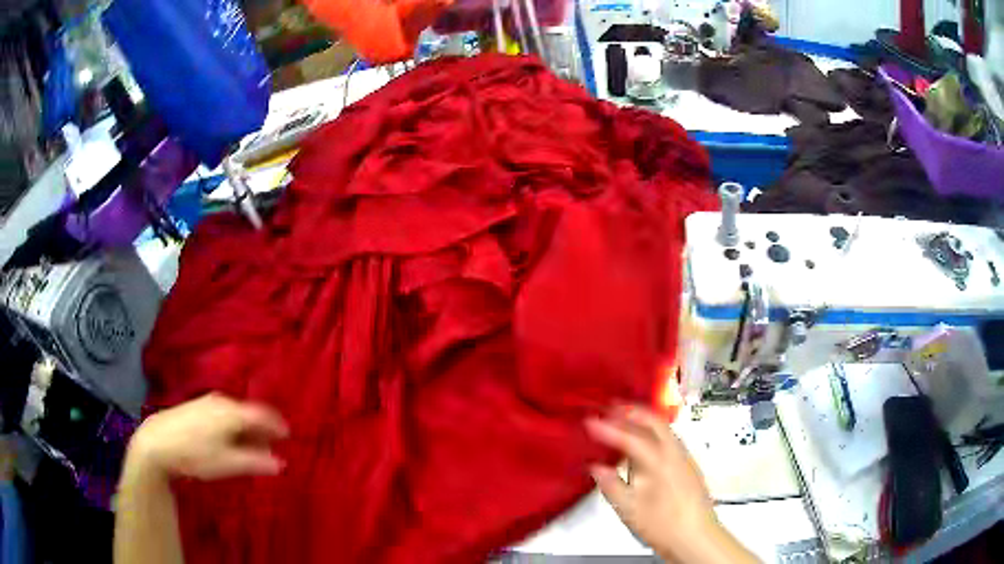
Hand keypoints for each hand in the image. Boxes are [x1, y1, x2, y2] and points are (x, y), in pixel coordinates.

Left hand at [127, 394, 288, 480]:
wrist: (156, 443)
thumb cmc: (196, 455)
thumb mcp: (228, 463)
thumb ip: (256, 462)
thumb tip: (282, 463)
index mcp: (232, 412)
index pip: (262, 414)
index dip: (277, 425)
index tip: (288, 436)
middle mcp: (221, 402)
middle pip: (248, 413)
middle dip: (261, 429)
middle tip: (270, 446)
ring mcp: (206, 402)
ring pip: (234, 413)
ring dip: (246, 428)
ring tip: (250, 445)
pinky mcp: (195, 407)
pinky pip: (222, 413)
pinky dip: (232, 425)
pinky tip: (227, 439)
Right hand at [586, 406, 730, 562]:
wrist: (695, 537)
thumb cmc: (662, 525)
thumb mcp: (628, 508)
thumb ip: (611, 484)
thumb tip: (596, 466)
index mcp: (657, 460)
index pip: (629, 436)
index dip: (607, 428)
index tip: (589, 421)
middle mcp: (673, 452)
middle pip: (652, 420)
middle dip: (630, 411)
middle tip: (609, 408)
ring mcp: (683, 457)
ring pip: (662, 427)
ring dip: (642, 418)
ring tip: (624, 418)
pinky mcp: (687, 466)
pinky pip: (668, 437)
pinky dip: (652, 431)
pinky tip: (644, 442)